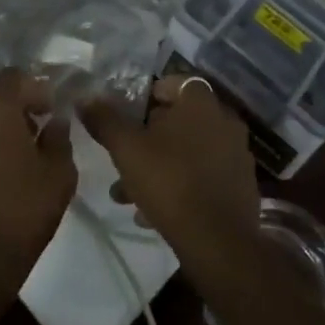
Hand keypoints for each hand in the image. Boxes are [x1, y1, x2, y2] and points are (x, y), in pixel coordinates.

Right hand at [82, 74, 261, 281]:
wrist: (218, 241)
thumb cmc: (170, 181)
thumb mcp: (127, 149)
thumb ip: (105, 120)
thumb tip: (85, 98)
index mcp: (201, 103)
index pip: (174, 83)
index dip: (148, 96)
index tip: (128, 116)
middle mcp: (224, 120)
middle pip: (179, 120)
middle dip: (147, 139)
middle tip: (124, 158)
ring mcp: (235, 153)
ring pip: (188, 152)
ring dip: (159, 166)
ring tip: (127, 195)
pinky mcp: (239, 185)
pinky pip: (203, 176)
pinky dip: (179, 185)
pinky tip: (152, 214)